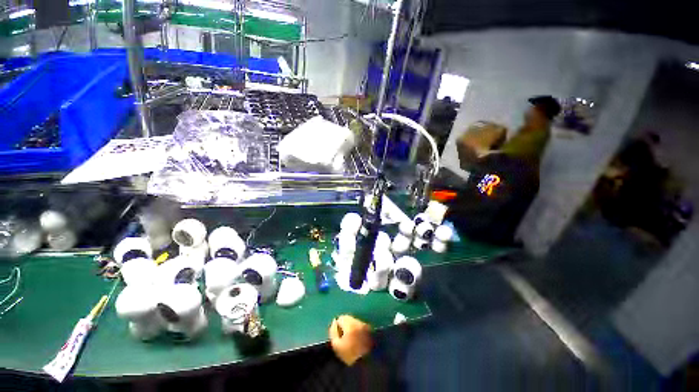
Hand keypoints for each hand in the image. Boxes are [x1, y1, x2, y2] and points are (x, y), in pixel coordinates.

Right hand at [329, 315, 372, 365]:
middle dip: (345, 325)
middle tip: (344, 338)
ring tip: (351, 340)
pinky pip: (360, 326)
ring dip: (352, 327)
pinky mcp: (370, 330)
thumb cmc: (349, 355)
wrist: (366, 364)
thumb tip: (334, 321)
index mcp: (350, 324)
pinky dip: (357, 330)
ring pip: (355, 322)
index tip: (338, 336)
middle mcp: (358, 322)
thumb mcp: (336, 345)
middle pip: (349, 319)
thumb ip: (333, 331)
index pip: (341, 318)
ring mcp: (365, 325)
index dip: (338, 326)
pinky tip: (357, 340)